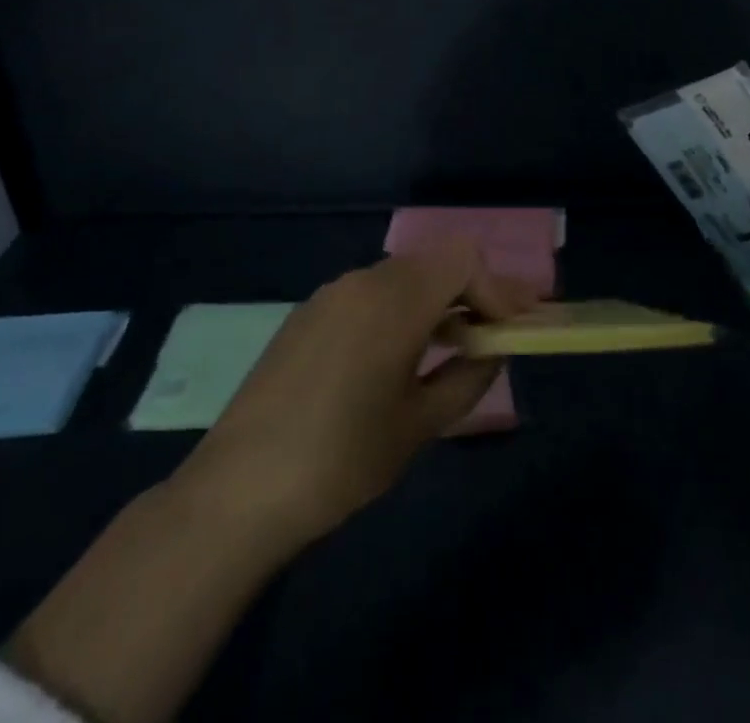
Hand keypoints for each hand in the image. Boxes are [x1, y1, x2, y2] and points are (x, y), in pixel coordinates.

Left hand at [174, 250, 533, 552]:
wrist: (238, 491)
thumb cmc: (341, 460)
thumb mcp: (419, 425)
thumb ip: (468, 378)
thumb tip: (493, 350)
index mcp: (394, 299)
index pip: (463, 259)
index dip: (496, 287)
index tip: (512, 327)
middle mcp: (362, 281)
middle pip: (433, 262)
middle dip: (470, 292)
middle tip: (493, 333)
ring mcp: (329, 295)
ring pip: (400, 277)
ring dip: (434, 301)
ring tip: (450, 347)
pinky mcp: (306, 315)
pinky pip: (368, 295)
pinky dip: (398, 310)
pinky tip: (395, 356)